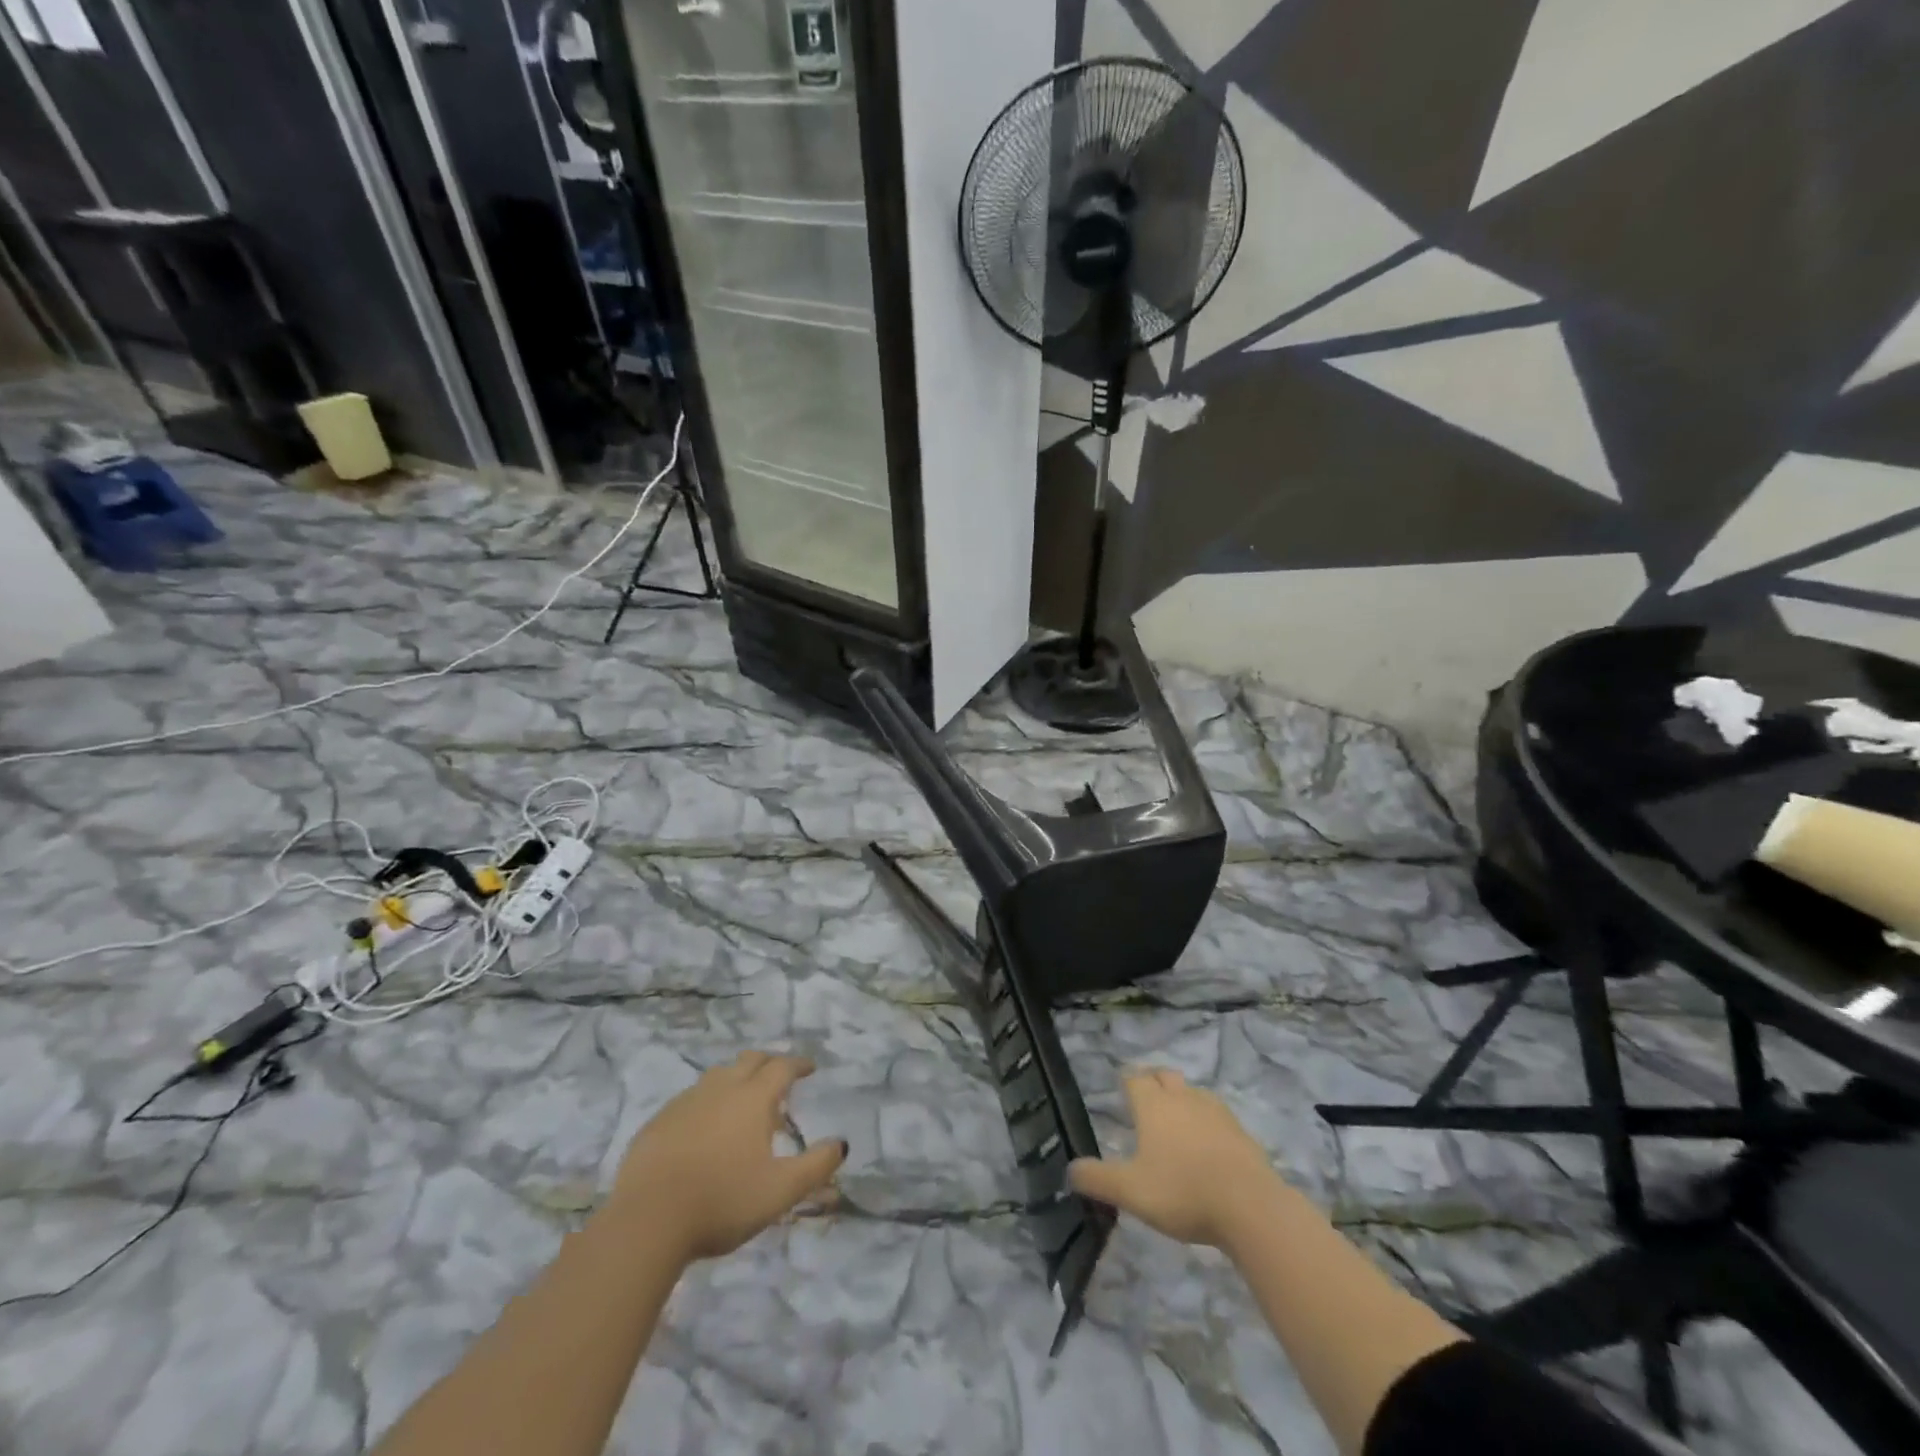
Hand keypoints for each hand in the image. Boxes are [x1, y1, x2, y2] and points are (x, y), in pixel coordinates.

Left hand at [609, 1051, 846, 1264]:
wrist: (647, 1221)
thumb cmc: (722, 1201)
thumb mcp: (780, 1191)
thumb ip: (816, 1166)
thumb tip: (841, 1144)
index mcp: (753, 1099)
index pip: (781, 1067)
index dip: (798, 1065)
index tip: (809, 1069)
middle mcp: (720, 1089)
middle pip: (749, 1060)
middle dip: (768, 1063)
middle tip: (778, 1077)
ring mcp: (685, 1102)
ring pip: (717, 1076)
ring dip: (736, 1079)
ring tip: (742, 1101)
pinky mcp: (657, 1122)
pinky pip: (689, 1099)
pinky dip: (706, 1102)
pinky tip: (703, 1128)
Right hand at [1069, 1067, 1279, 1248]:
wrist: (1250, 1206)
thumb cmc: (1182, 1192)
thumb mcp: (1131, 1191)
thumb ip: (1097, 1179)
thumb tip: (1070, 1169)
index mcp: (1153, 1106)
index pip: (1134, 1078)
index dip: (1126, 1081)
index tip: (1121, 1086)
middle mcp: (1182, 1098)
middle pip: (1165, 1076)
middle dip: (1154, 1081)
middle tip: (1147, 1098)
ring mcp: (1215, 1112)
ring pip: (1193, 1092)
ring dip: (1182, 1099)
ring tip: (1176, 1120)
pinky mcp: (1240, 1131)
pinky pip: (1217, 1115)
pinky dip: (1207, 1121)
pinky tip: (1207, 1143)